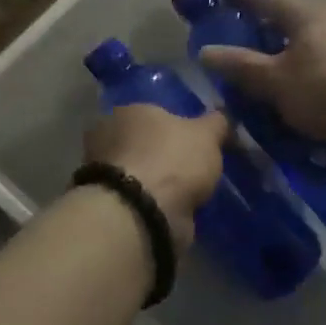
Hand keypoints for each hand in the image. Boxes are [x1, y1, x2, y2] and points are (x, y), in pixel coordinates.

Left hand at [84, 105, 229, 251]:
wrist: (143, 213)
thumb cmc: (172, 160)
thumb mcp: (206, 135)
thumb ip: (215, 123)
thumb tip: (221, 116)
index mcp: (127, 111)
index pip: (152, 113)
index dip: (172, 126)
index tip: (192, 142)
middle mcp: (108, 137)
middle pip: (142, 142)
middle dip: (161, 154)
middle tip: (190, 167)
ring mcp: (104, 174)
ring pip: (138, 172)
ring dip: (156, 181)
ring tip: (186, 193)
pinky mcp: (109, 205)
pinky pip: (137, 198)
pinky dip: (151, 203)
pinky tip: (172, 210)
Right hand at [197, 0, 325, 147]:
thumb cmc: (325, 90)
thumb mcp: (275, 80)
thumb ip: (240, 65)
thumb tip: (205, 51)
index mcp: (304, 12)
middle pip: (283, 15)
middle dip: (256, 23)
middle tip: (230, 34)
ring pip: (300, 37)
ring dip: (276, 47)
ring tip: (254, 63)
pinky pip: (315, 55)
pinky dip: (294, 62)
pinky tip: (285, 81)